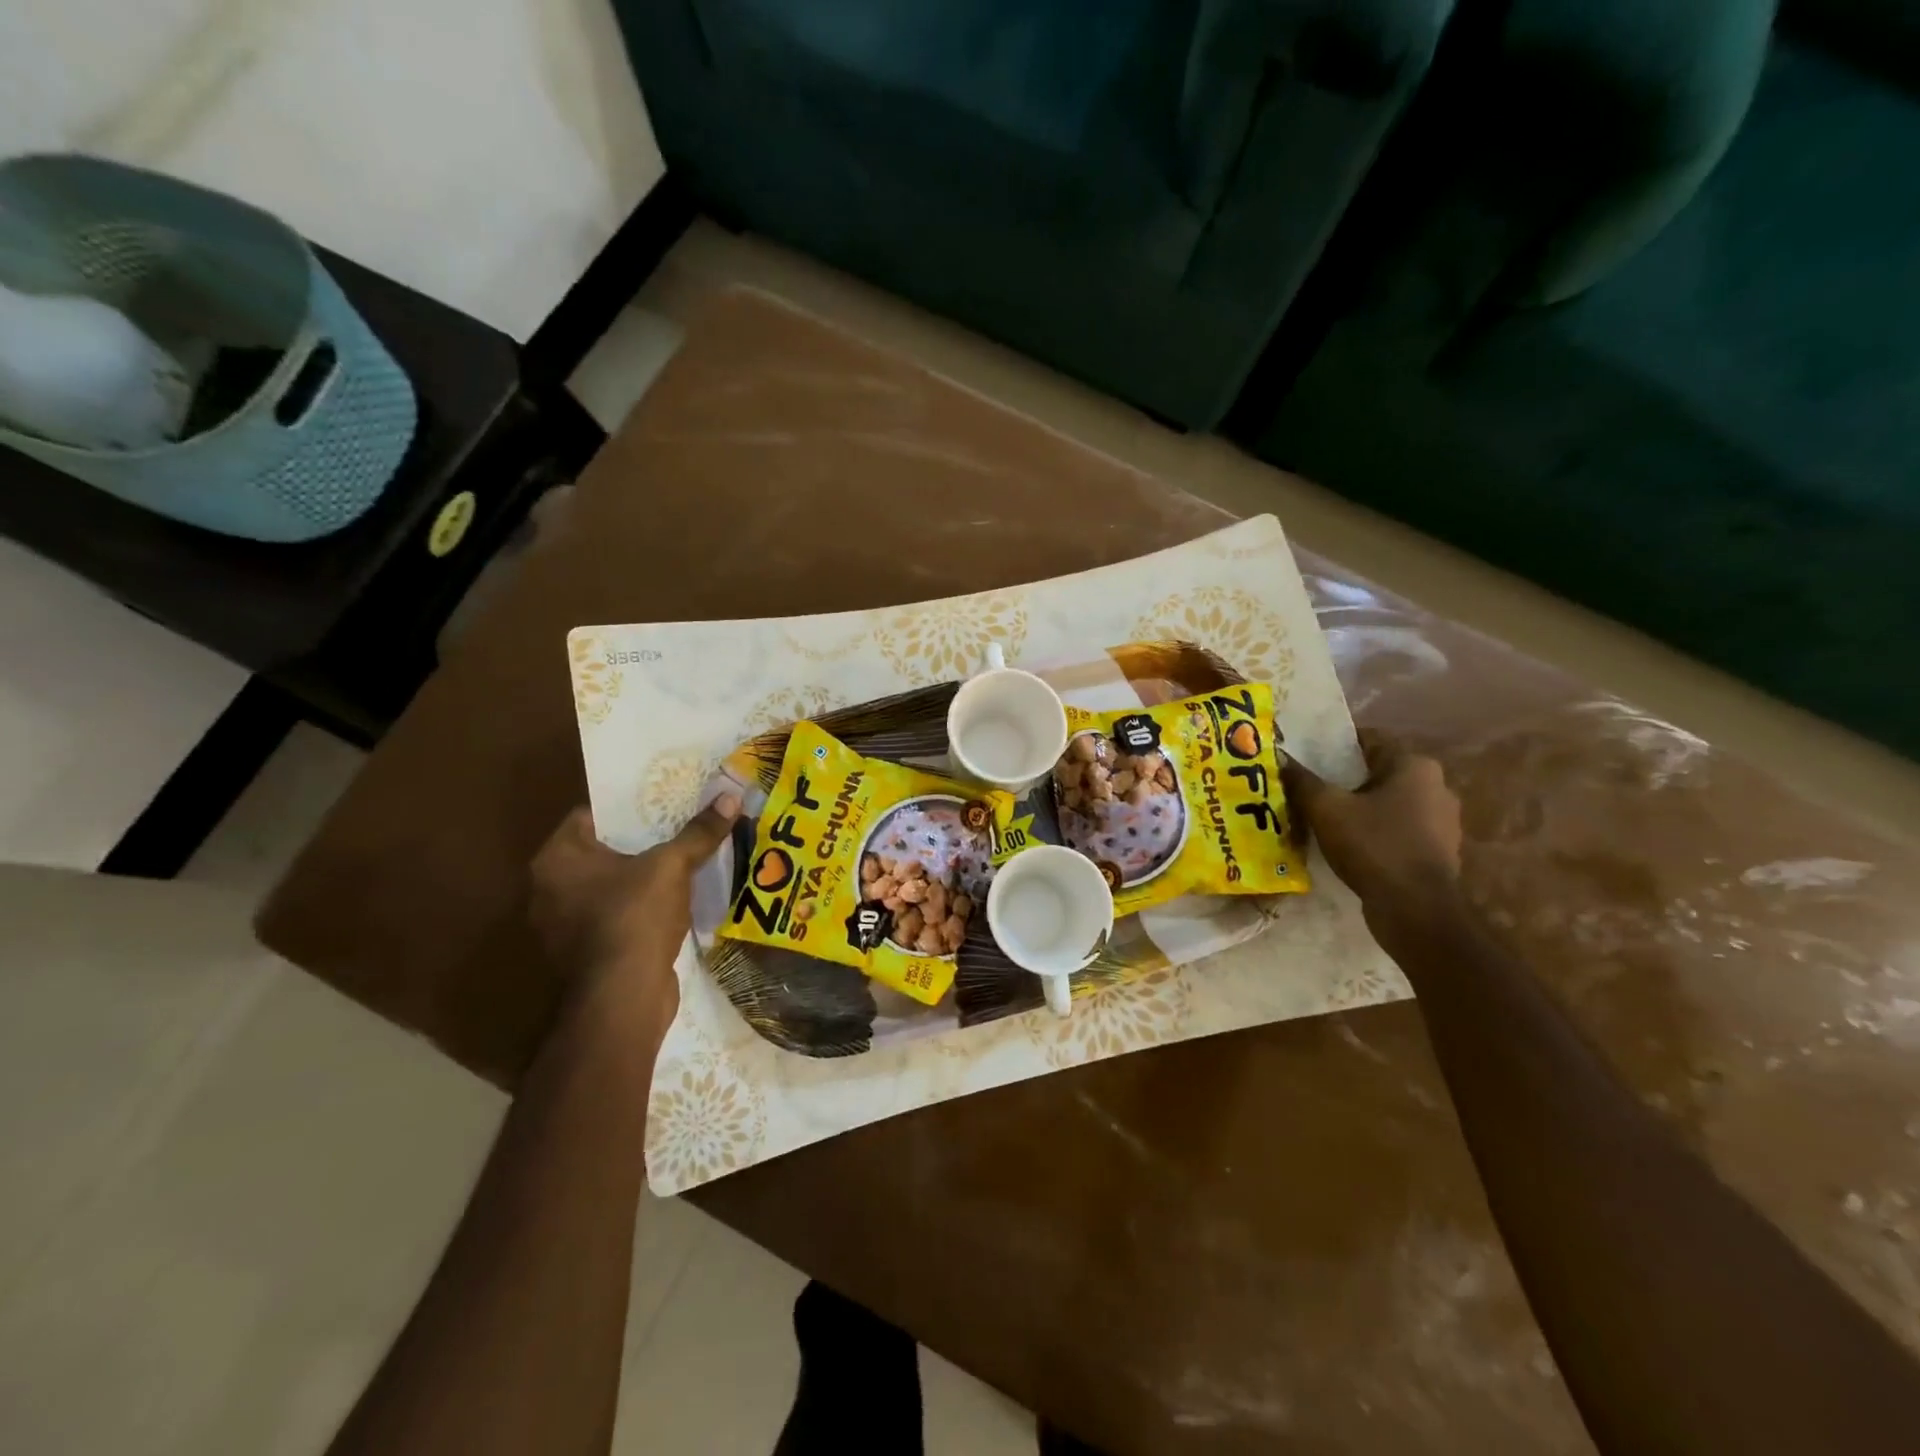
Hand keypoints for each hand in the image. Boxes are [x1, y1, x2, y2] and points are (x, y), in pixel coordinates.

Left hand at [528, 795, 740, 1021]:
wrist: (624, 997)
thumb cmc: (635, 917)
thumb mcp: (672, 866)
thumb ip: (699, 832)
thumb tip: (731, 797)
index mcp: (557, 859)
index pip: (592, 816)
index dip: (630, 806)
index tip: (664, 801)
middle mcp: (548, 889)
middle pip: (602, 851)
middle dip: (641, 841)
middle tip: (680, 825)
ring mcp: (563, 925)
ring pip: (610, 885)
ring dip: (642, 876)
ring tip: (683, 859)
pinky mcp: (585, 953)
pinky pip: (615, 915)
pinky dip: (639, 907)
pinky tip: (674, 900)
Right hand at [1284, 732, 1460, 913]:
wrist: (1415, 909)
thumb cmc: (1373, 845)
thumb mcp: (1326, 809)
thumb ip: (1302, 780)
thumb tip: (1280, 756)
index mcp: (1415, 766)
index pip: (1369, 740)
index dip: (1334, 745)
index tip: (1307, 756)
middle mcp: (1437, 786)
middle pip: (1378, 772)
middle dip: (1344, 779)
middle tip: (1309, 787)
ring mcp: (1442, 821)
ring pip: (1388, 803)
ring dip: (1360, 807)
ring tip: (1323, 817)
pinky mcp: (1438, 851)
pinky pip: (1397, 829)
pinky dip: (1374, 831)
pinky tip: (1348, 844)